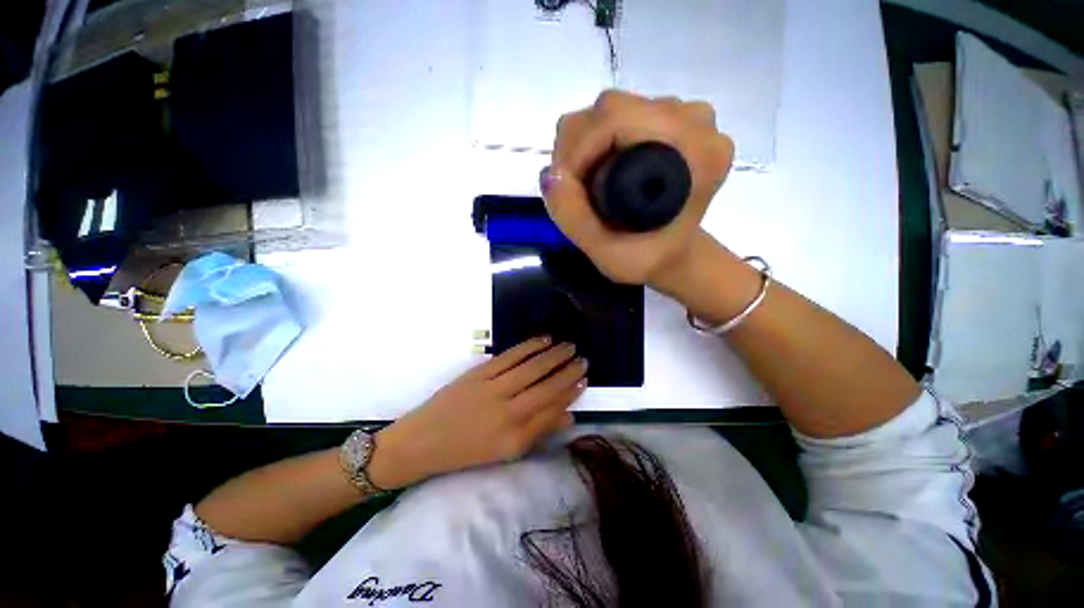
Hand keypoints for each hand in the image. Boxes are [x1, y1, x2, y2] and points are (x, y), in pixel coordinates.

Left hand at [367, 337, 587, 488]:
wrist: (422, 442)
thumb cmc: (466, 451)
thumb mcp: (506, 451)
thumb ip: (538, 431)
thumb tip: (568, 415)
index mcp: (515, 435)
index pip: (552, 408)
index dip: (571, 392)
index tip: (584, 379)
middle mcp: (508, 411)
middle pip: (546, 386)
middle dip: (568, 371)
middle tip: (583, 358)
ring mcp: (493, 388)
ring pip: (532, 368)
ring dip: (553, 355)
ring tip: (569, 346)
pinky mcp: (480, 373)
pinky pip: (511, 356)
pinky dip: (530, 346)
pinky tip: (544, 339)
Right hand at [542, 90, 733, 288]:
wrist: (674, 253)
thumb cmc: (647, 259)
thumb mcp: (608, 255)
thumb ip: (575, 219)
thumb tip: (549, 174)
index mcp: (697, 155)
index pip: (619, 120)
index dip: (580, 150)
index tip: (568, 187)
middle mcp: (697, 123)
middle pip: (613, 108)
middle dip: (577, 147)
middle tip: (570, 189)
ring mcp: (688, 115)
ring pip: (613, 107)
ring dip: (584, 144)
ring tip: (583, 183)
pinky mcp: (674, 118)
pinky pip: (621, 113)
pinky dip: (598, 139)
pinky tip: (600, 170)